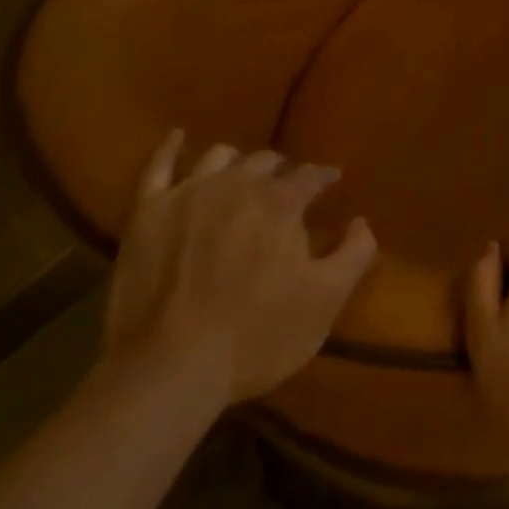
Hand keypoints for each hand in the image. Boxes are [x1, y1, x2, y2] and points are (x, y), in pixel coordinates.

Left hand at [102, 132, 376, 405]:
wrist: (168, 371)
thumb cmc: (255, 338)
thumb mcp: (324, 302)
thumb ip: (354, 255)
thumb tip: (362, 221)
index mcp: (280, 201)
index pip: (311, 175)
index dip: (324, 177)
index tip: (331, 182)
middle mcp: (237, 183)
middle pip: (265, 162)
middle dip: (280, 171)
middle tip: (284, 191)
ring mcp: (188, 193)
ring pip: (219, 158)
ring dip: (235, 164)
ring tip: (240, 178)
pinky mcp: (147, 213)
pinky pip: (157, 167)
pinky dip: (168, 148)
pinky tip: (176, 137)